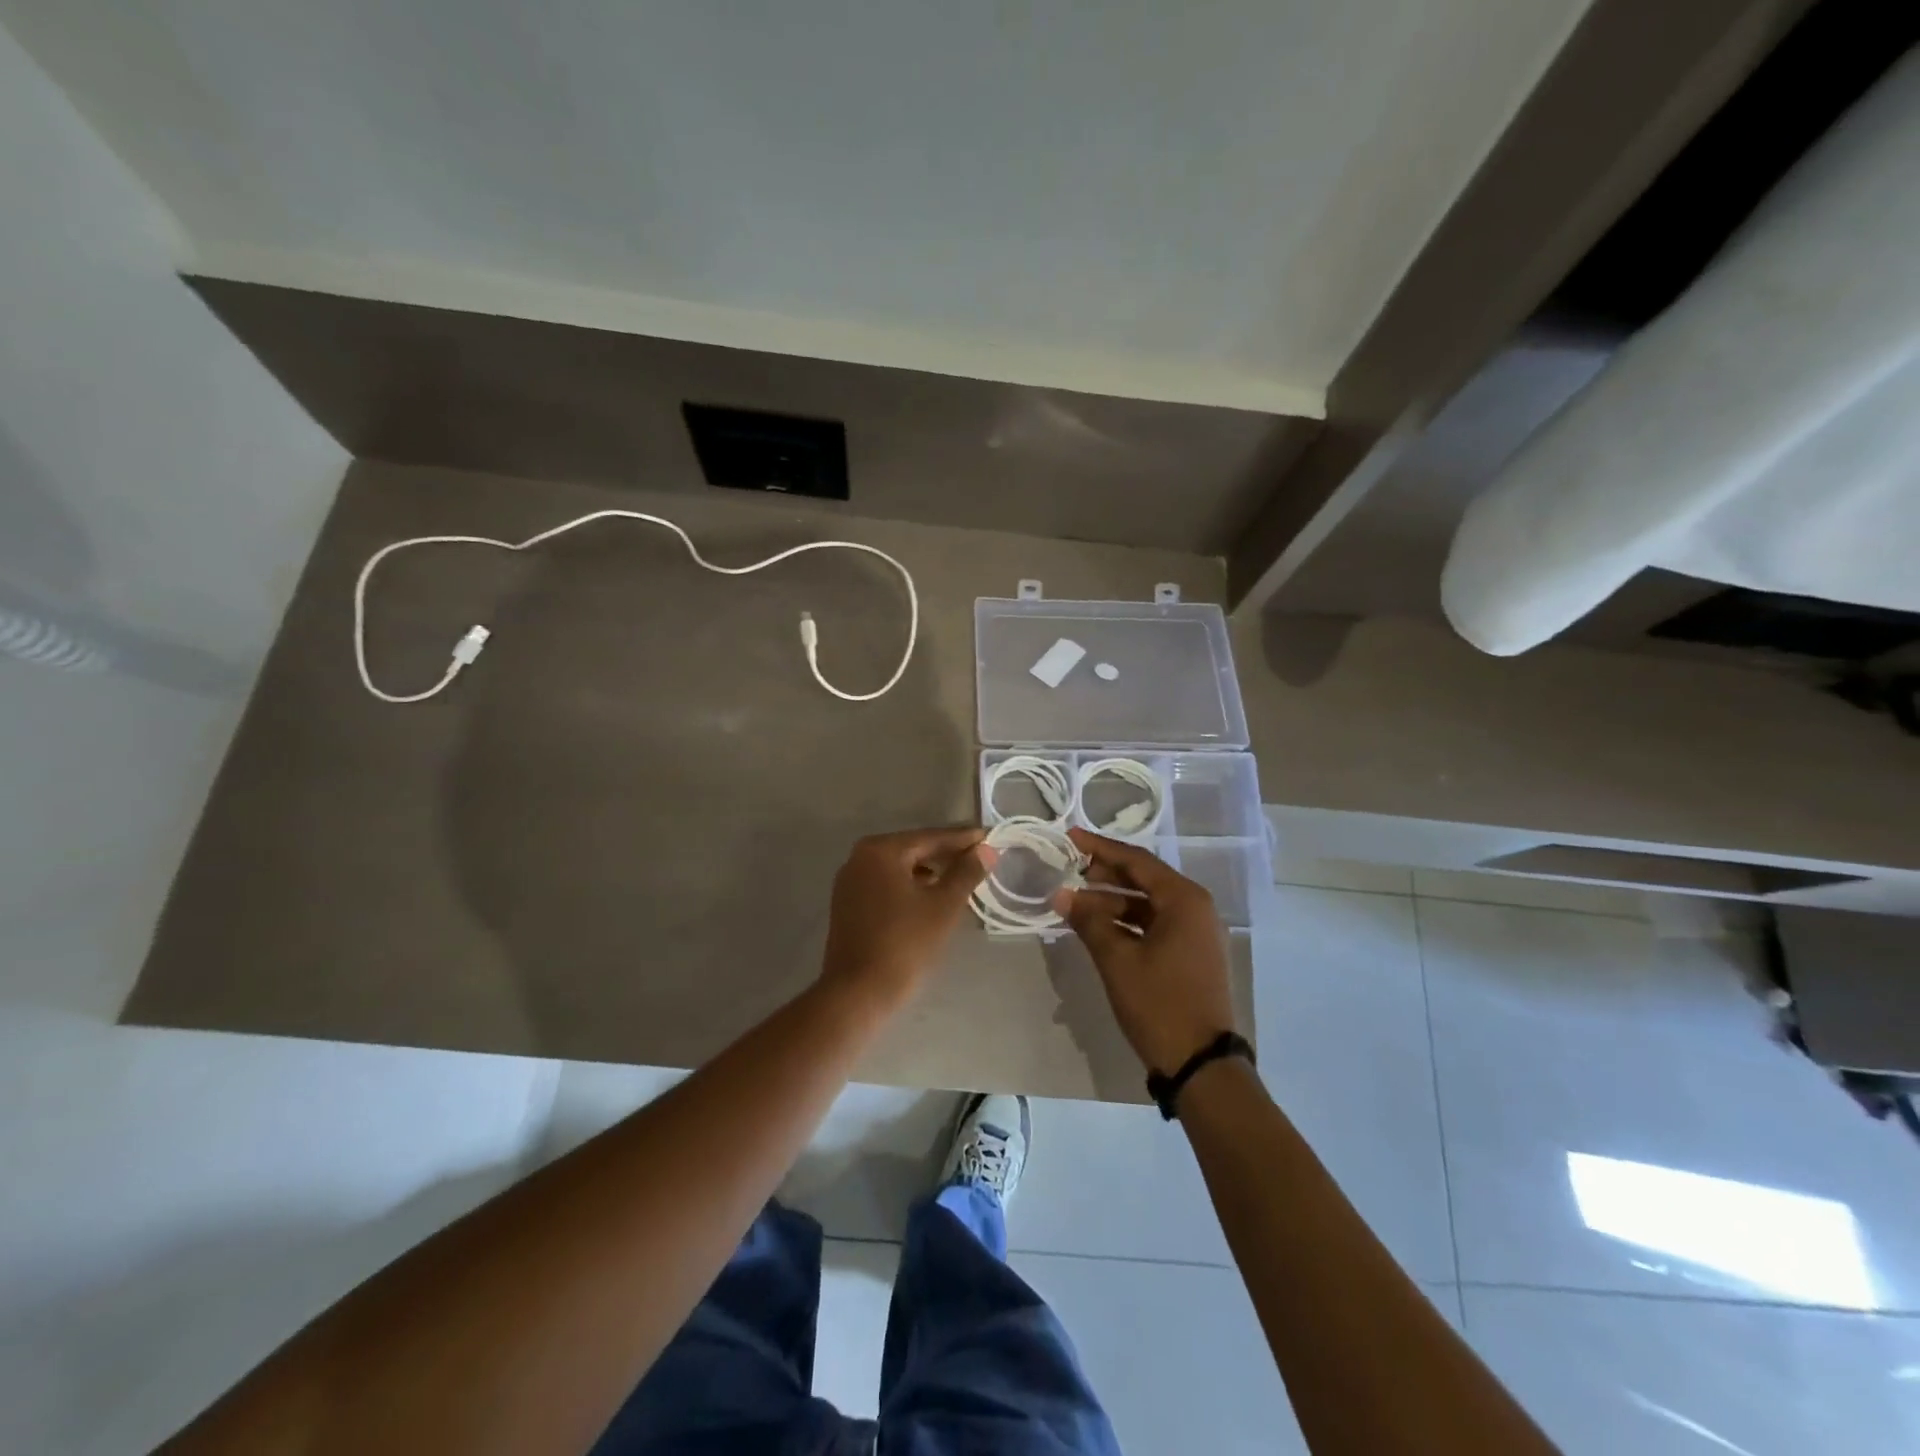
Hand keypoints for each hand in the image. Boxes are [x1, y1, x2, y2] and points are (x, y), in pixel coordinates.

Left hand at [819, 827, 991, 1012]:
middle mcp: (860, 858)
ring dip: (930, 871)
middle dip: (946, 854)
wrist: (858, 993)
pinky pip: (887, 884)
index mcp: (881, 850)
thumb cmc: (904, 944)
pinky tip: (931, 897)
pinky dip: (910, 885)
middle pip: (913, 849)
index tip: (989, 837)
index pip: (930, 838)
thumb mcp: (943, 906)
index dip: (962, 839)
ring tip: (961, 878)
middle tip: (979, 857)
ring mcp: (850, 881)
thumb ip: (966, 873)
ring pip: (899, 868)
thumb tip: (985, 850)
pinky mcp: (848, 904)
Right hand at [1053, 828, 1237, 1073]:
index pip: (1136, 861)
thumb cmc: (1159, 1004)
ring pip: (1148, 903)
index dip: (1100, 848)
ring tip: (1076, 900)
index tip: (1070, 837)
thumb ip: (1089, 921)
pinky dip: (1127, 922)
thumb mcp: (1117, 960)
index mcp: (1184, 900)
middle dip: (1105, 874)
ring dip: (1113, 900)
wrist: (1200, 1064)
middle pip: (1145, 879)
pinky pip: (1155, 924)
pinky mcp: (1191, 954)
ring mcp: (1196, 933)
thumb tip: (1061, 895)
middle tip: (1069, 869)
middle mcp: (1195, 908)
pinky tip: (1098, 927)